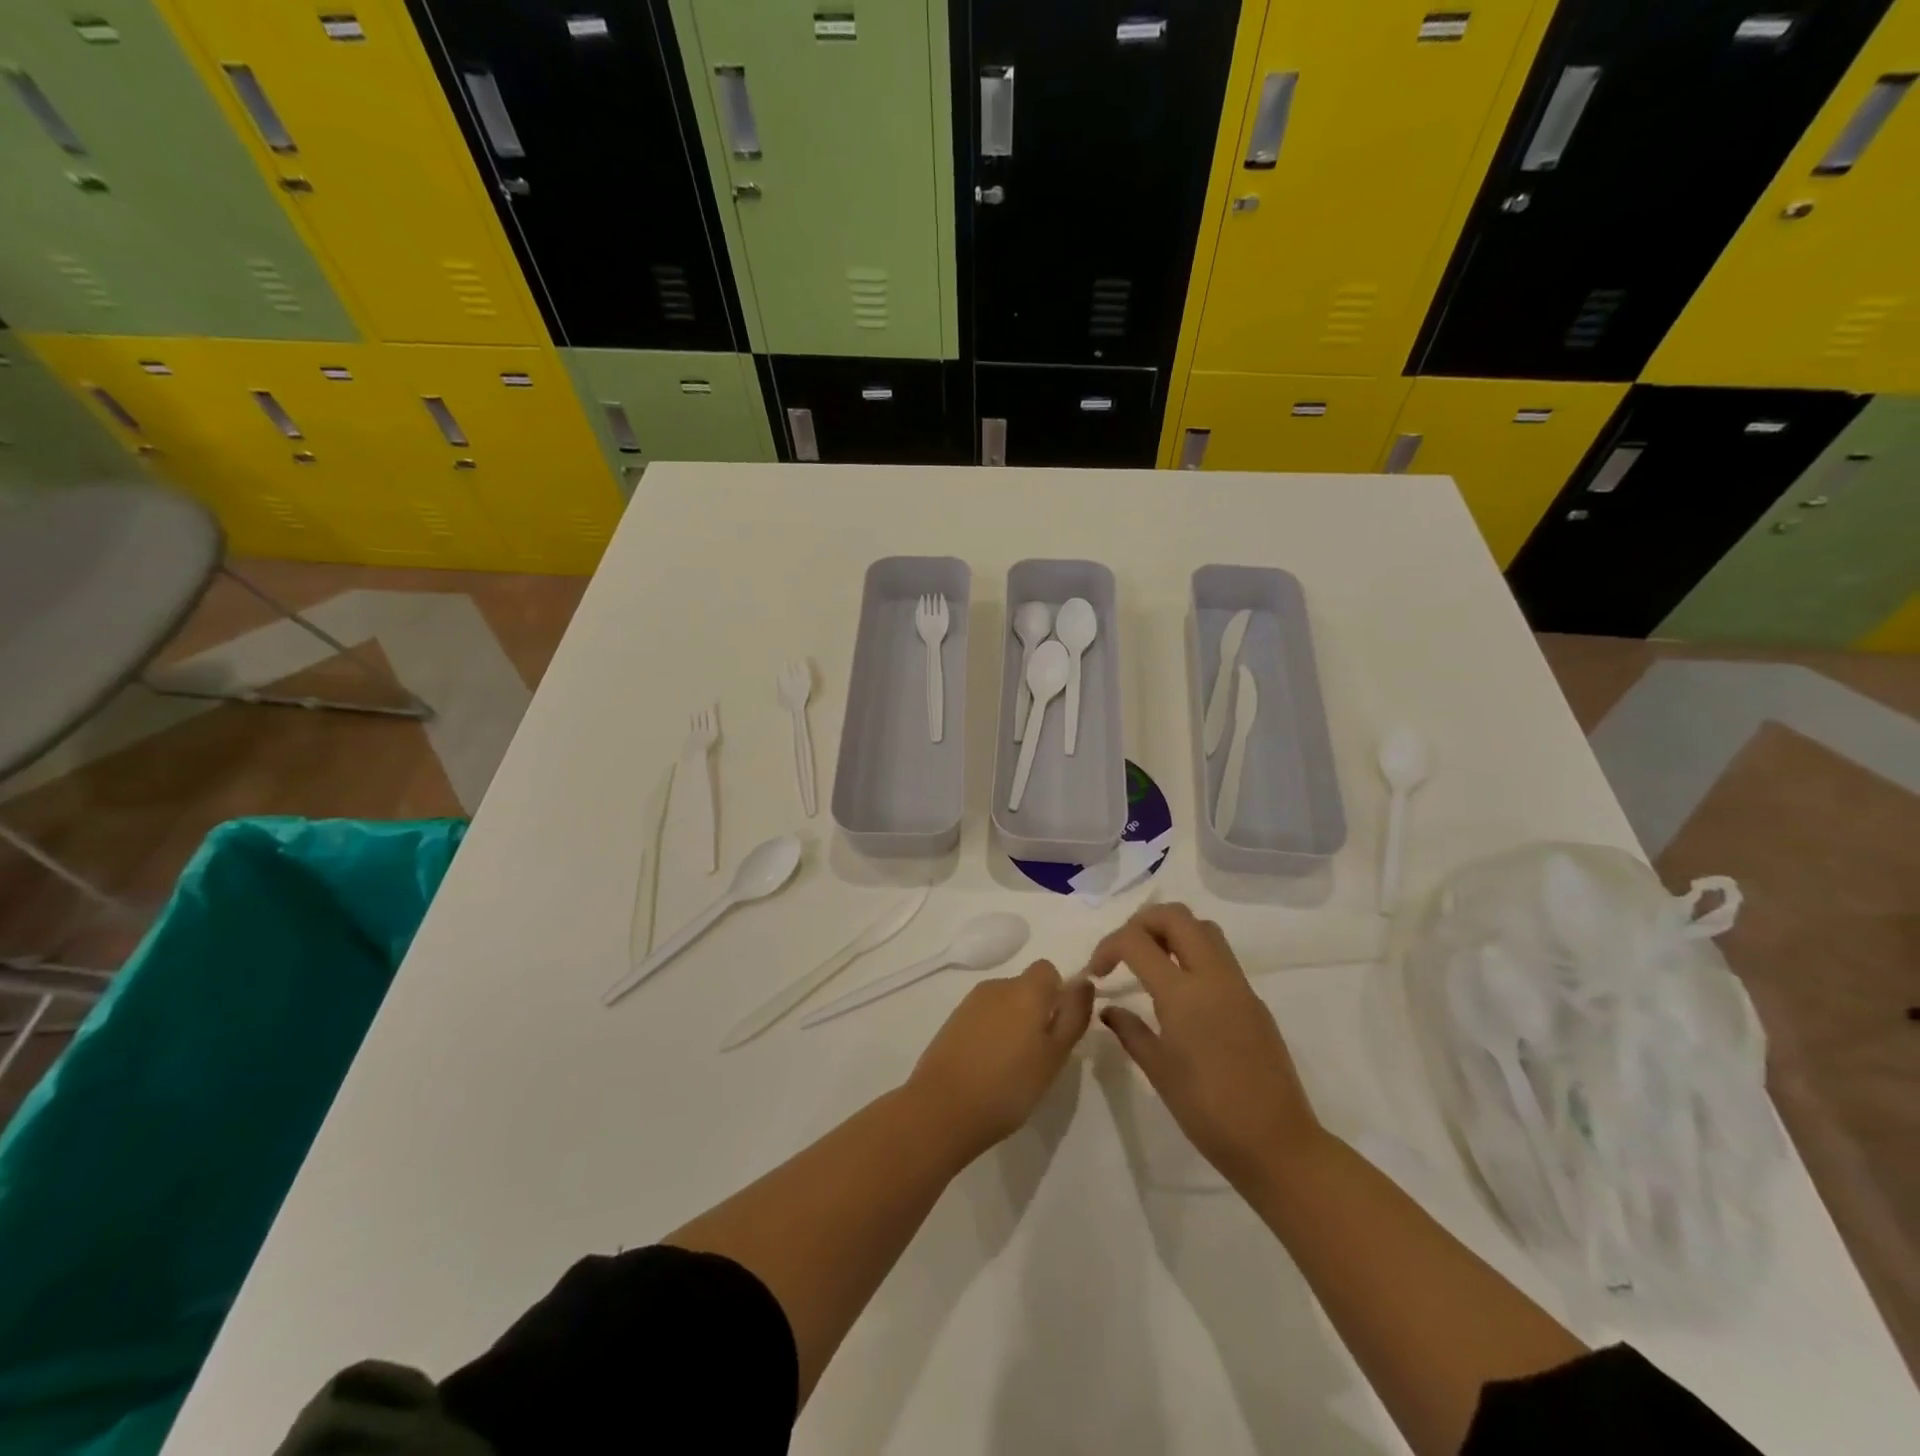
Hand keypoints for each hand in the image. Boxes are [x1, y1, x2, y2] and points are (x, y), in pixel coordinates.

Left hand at [906, 960, 1093, 1158]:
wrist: (943, 1108)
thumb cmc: (1010, 1085)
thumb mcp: (1055, 1055)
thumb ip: (1073, 1015)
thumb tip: (1084, 981)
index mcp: (1025, 989)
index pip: (1048, 970)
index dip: (1058, 994)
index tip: (1058, 1029)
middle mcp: (996, 986)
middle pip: (1025, 987)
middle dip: (1036, 1012)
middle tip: (1040, 1055)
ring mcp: (970, 1003)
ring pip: (1004, 1003)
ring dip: (1013, 1024)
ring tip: (1013, 1067)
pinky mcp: (952, 1022)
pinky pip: (983, 1018)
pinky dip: (991, 1035)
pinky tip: (989, 1068)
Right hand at [1085, 903, 1324, 1189]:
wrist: (1276, 1143)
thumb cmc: (1207, 1111)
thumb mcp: (1158, 1070)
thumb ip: (1130, 1031)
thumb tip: (1109, 1009)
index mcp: (1183, 993)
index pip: (1136, 940)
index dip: (1108, 946)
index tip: (1097, 972)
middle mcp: (1213, 976)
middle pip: (1175, 916)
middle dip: (1141, 923)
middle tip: (1124, 952)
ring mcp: (1238, 985)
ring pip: (1203, 928)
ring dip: (1172, 931)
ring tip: (1151, 962)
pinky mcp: (1253, 999)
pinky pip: (1220, 955)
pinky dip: (1193, 953)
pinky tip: (1180, 991)